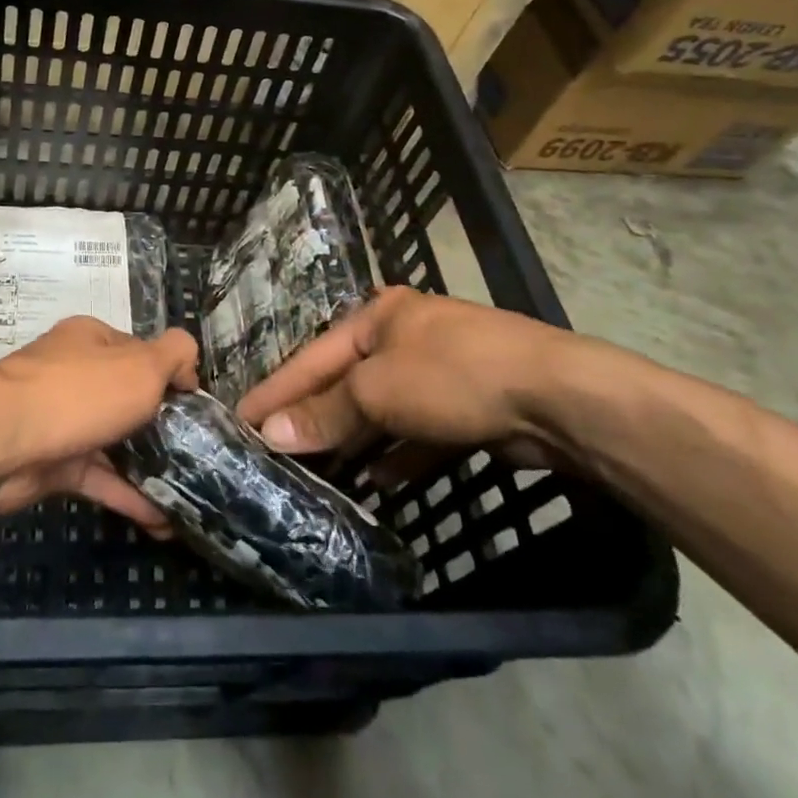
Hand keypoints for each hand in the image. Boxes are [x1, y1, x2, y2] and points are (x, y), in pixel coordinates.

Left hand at [0, 317, 199, 535]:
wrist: (4, 440)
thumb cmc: (80, 393)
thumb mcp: (142, 364)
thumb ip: (175, 355)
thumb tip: (187, 368)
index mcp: (93, 340)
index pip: (141, 352)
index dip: (171, 376)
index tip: (198, 407)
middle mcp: (77, 373)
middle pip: (128, 397)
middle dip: (163, 425)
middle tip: (199, 455)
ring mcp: (64, 419)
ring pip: (115, 441)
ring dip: (149, 466)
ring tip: (189, 494)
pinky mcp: (54, 463)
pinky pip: (99, 477)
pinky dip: (128, 496)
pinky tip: (163, 521)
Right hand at [235, 287, 581, 465]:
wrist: (558, 399)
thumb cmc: (453, 375)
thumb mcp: (379, 391)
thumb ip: (325, 413)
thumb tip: (270, 434)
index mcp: (377, 316)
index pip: (312, 357)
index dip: (276, 390)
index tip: (239, 418)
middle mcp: (404, 336)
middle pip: (345, 382)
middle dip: (314, 417)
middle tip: (274, 450)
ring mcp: (438, 371)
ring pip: (382, 409)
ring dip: (355, 440)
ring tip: (319, 471)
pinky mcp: (467, 406)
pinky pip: (418, 431)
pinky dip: (398, 453)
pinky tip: (379, 481)